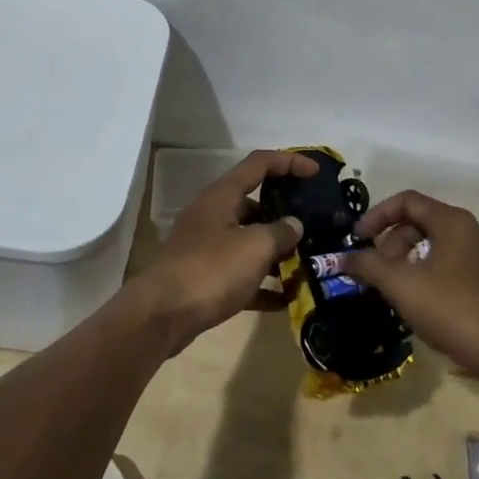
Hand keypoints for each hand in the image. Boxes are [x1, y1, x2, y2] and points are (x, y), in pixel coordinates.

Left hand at [126, 150, 312, 348]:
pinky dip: (261, 283)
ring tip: (306, 264)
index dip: (289, 162)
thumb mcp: (255, 247)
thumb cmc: (211, 270)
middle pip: (254, 204)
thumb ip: (281, 232)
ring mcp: (206, 247)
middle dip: (285, 215)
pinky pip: (240, 274)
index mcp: (222, 195)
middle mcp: (213, 215)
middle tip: (314, 227)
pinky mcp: (204, 278)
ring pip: (248, 241)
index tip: (316, 172)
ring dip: (276, 252)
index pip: (260, 164)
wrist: (162, 315)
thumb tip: (294, 225)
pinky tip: (285, 300)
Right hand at [340, 190, 478, 385]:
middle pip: (420, 222)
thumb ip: (368, 266)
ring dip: (405, 260)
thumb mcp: (402, 286)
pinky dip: (424, 273)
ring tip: (391, 289)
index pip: (407, 201)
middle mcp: (470, 230)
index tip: (357, 239)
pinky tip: (416, 301)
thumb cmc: (453, 309)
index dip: (377, 215)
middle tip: (374, 272)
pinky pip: (447, 264)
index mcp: (452, 221)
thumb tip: (343, 258)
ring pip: (433, 245)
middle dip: (390, 243)